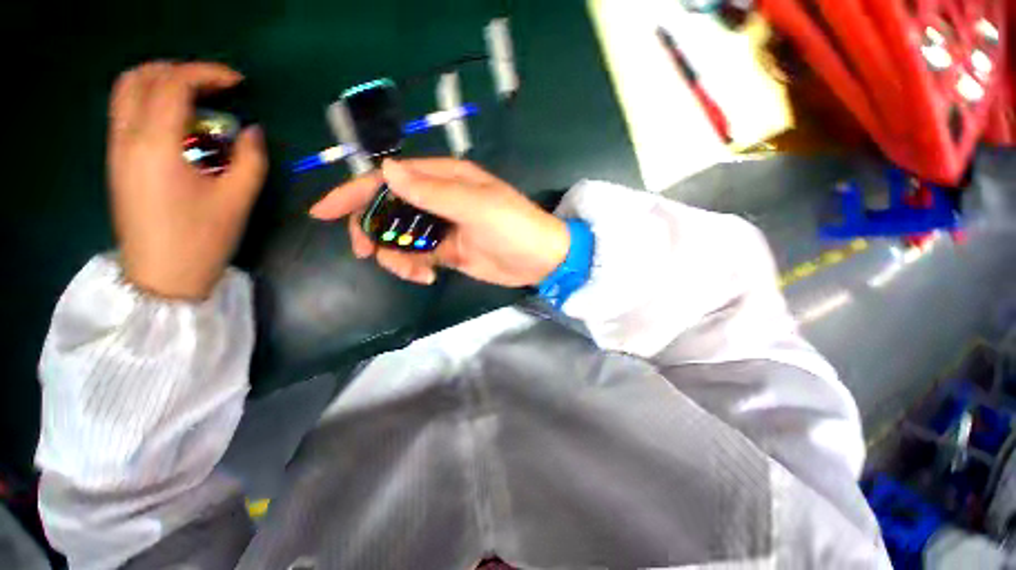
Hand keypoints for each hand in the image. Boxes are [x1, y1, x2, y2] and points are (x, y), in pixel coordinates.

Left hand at [107, 61, 266, 299]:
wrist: (161, 276)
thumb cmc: (201, 239)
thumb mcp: (238, 199)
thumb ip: (250, 159)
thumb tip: (252, 132)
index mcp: (156, 145)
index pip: (173, 84)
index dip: (207, 73)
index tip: (238, 83)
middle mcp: (127, 138)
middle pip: (140, 77)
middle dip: (179, 70)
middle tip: (212, 86)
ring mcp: (117, 149)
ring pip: (126, 91)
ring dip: (160, 82)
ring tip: (195, 98)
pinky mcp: (117, 161)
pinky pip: (126, 112)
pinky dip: (150, 101)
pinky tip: (178, 122)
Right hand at [309, 158, 569, 286]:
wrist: (539, 260)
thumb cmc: (514, 228)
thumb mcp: (477, 207)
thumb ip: (433, 192)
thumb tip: (387, 171)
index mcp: (445, 180)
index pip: (390, 181)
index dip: (354, 193)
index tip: (322, 213)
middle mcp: (439, 200)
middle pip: (388, 210)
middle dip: (373, 232)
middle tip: (369, 254)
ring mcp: (442, 228)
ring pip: (400, 238)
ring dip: (397, 257)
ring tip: (416, 272)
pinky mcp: (447, 251)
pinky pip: (417, 256)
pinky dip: (413, 267)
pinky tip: (427, 276)